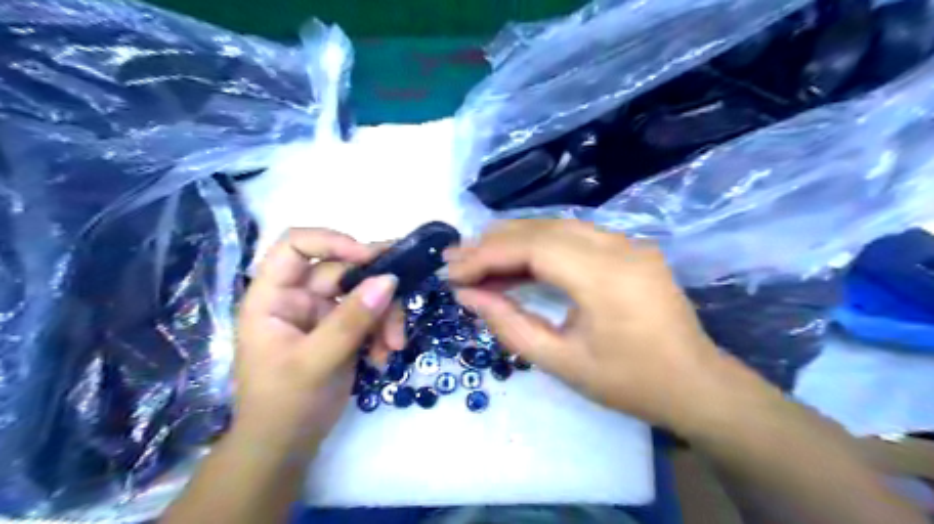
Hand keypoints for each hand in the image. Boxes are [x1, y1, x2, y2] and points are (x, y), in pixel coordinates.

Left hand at [237, 228, 398, 451]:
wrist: (287, 447)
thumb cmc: (284, 404)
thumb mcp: (315, 362)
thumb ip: (351, 321)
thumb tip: (389, 279)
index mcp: (274, 296)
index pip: (296, 245)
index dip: (331, 241)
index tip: (368, 257)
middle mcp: (299, 297)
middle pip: (343, 270)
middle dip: (375, 287)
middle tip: (405, 292)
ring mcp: (324, 313)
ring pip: (365, 293)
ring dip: (386, 315)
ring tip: (394, 344)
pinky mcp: (345, 330)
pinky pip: (373, 316)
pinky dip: (385, 331)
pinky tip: (385, 355)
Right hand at [448, 218, 725, 431]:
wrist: (696, 384)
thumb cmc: (629, 382)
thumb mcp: (561, 362)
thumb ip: (509, 325)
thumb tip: (468, 296)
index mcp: (605, 277)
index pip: (532, 247)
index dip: (487, 255)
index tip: (452, 272)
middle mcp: (618, 246)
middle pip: (542, 228)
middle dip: (493, 241)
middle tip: (455, 257)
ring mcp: (628, 242)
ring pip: (556, 226)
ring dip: (513, 239)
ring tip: (477, 256)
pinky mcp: (629, 247)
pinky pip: (574, 235)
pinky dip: (538, 244)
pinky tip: (517, 259)